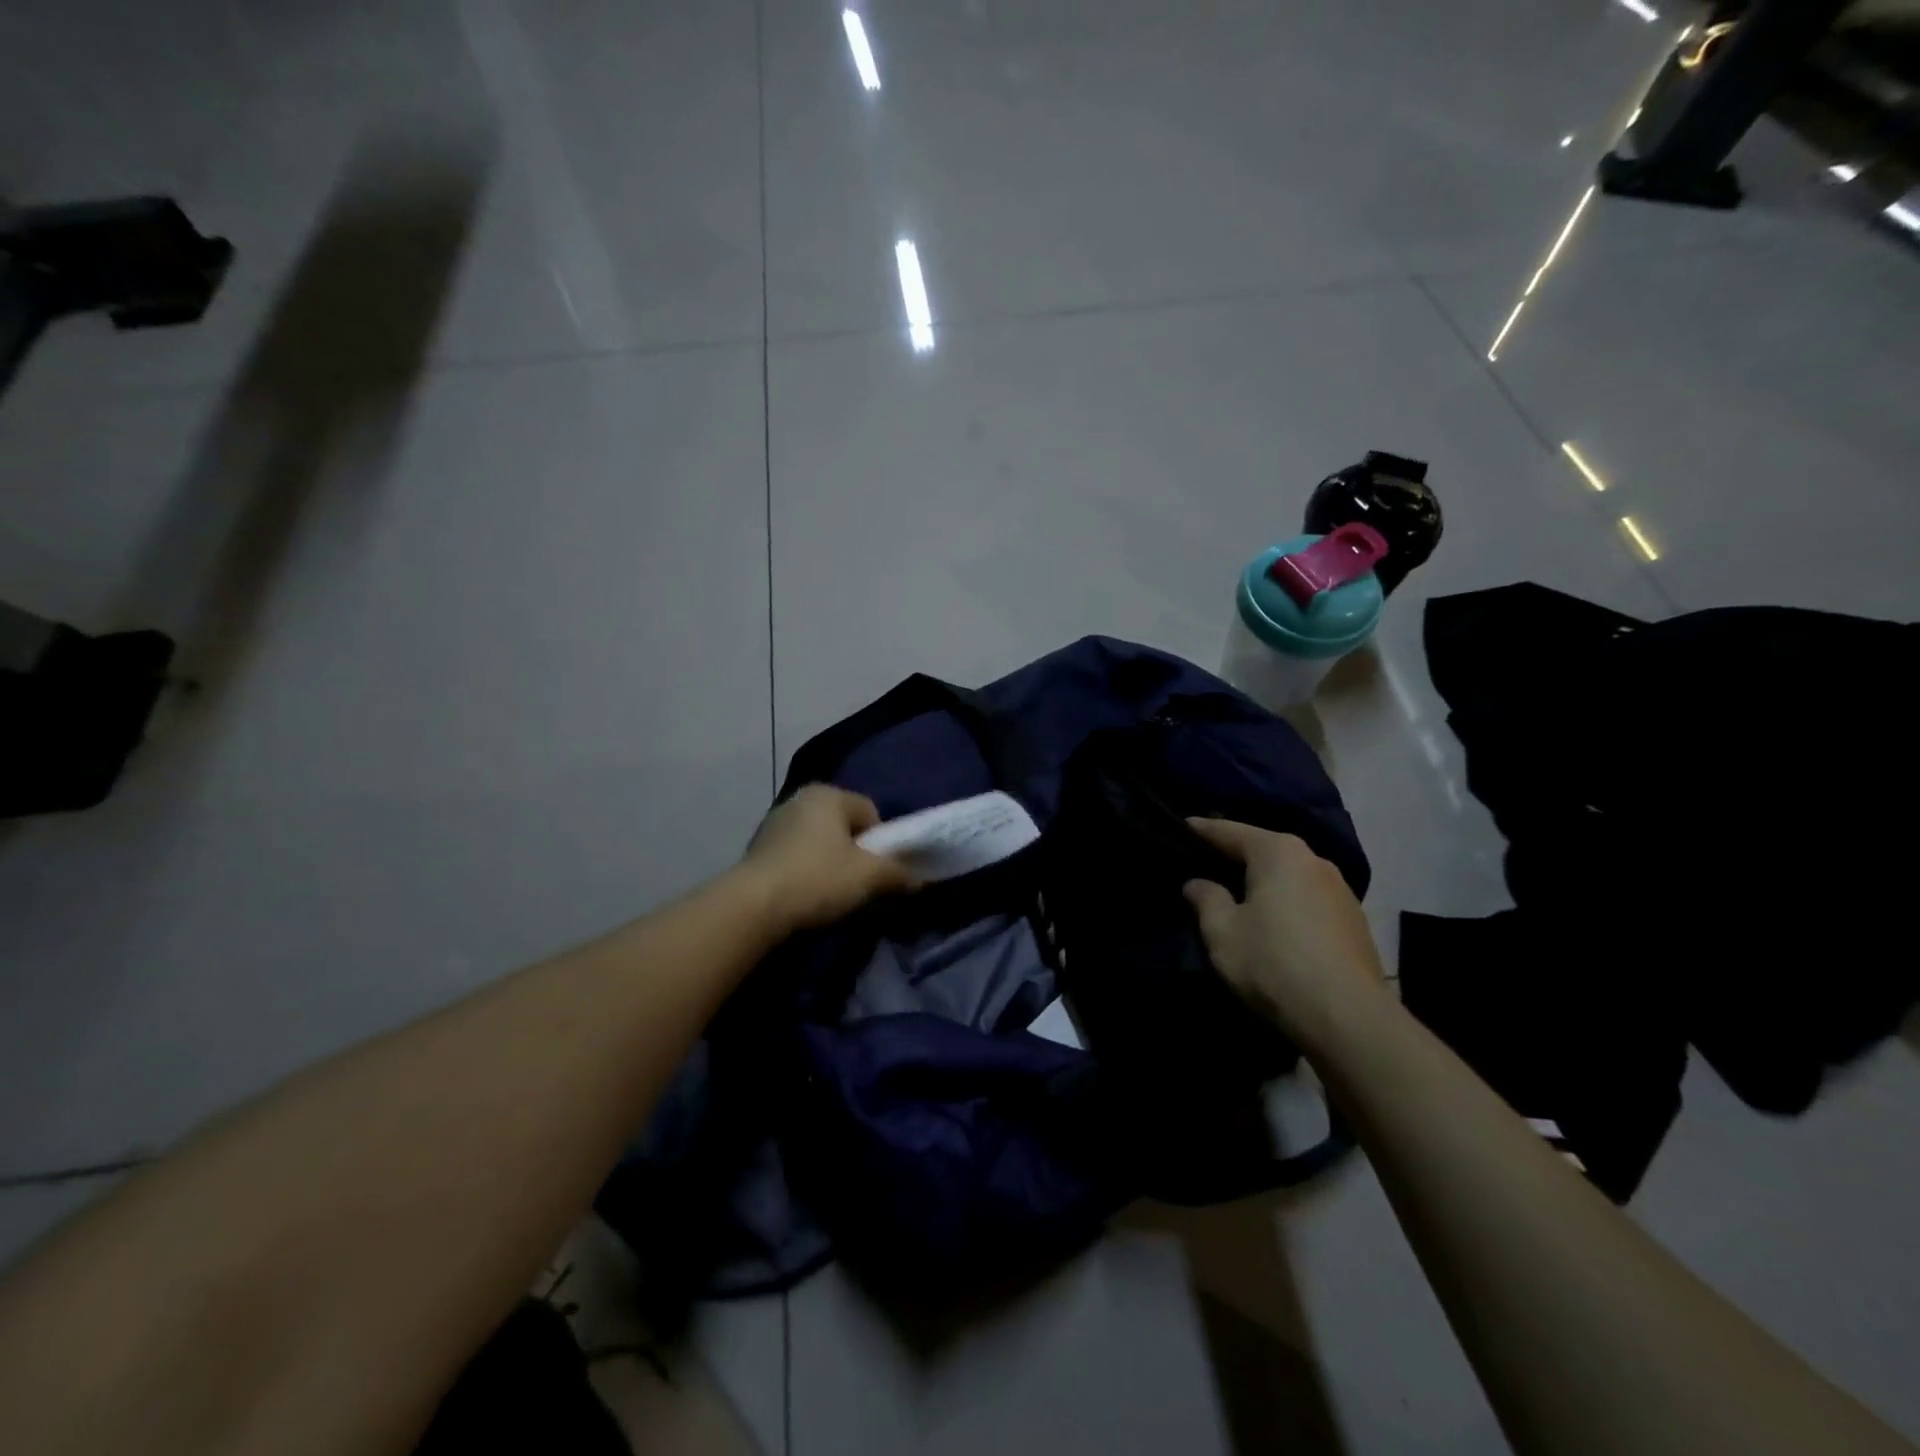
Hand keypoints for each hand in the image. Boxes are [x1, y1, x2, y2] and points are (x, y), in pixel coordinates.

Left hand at [739, 784, 918, 933]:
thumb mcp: (869, 877)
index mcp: (828, 794)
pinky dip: (805, 870)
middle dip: (854, 852)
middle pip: (843, 826)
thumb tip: (920, 880)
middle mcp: (800, 799)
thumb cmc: (818, 878)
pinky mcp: (758, 848)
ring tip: (830, 894)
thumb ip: (899, 874)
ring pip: (819, 841)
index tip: (876, 871)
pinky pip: (796, 855)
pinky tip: (804, 895)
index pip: (870, 812)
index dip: (880, 843)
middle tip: (857, 883)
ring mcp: (775, 822)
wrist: (753, 906)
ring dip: (829, 862)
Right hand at [1182, 818, 1389, 1050]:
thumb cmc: (1273, 962)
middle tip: (1205, 863)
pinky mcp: (1354, 920)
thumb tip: (1197, 883)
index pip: (1229, 831)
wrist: (1348, 1017)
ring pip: (1289, 875)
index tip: (1181, 826)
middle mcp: (1313, 859)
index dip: (1201, 831)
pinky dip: (1286, 902)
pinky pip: (1307, 898)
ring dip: (1264, 882)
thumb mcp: (1222, 932)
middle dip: (1234, 855)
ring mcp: (1340, 889)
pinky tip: (1275, 922)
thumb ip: (1206, 899)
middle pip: (1263, 849)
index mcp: (1278, 852)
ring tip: (1239, 895)